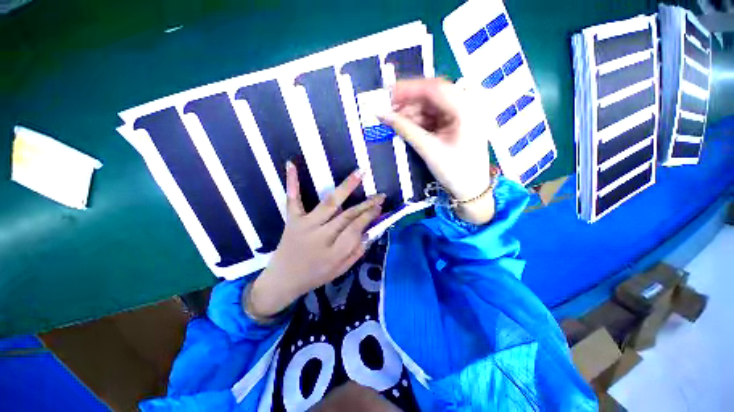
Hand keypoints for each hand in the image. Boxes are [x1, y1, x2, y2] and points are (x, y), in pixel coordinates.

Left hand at [247, 162, 384, 319]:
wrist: (283, 279)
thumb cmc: (315, 275)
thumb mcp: (340, 270)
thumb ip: (357, 251)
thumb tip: (370, 231)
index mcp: (334, 252)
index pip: (357, 229)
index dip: (370, 216)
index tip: (380, 207)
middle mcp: (321, 236)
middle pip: (348, 215)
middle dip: (366, 204)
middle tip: (380, 195)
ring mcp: (305, 225)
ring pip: (329, 203)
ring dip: (346, 187)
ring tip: (360, 173)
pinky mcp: (292, 220)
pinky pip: (293, 199)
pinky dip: (292, 182)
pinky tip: (292, 164)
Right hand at [378, 78, 494, 224]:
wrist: (471, 190)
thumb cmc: (454, 172)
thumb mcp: (428, 149)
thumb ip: (404, 129)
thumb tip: (382, 114)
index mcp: (465, 109)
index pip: (434, 88)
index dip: (409, 88)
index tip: (388, 94)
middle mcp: (465, 106)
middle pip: (433, 96)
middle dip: (409, 102)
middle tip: (389, 109)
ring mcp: (461, 116)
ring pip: (431, 107)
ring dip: (412, 112)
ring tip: (394, 121)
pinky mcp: (455, 125)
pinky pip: (433, 117)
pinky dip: (419, 121)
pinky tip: (406, 126)